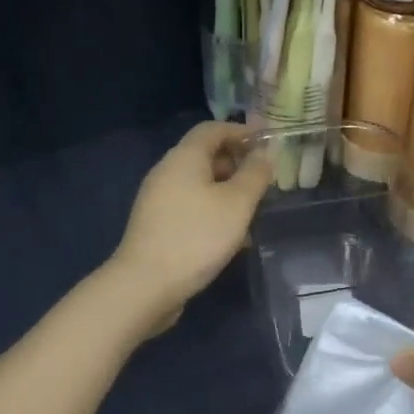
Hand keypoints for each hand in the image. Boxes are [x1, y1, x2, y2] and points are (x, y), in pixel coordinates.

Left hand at [106, 122, 270, 333]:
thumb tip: (266, 152)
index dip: (241, 132)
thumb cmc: (197, 236)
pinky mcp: (157, 226)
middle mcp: (167, 172)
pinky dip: (213, 214)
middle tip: (264, 183)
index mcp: (184, 157)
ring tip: (253, 214)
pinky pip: (191, 209)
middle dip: (237, 165)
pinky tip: (231, 239)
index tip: (267, 145)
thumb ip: (255, 174)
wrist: (146, 284)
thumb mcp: (237, 203)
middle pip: (205, 156)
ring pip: (199, 186)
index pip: (213, 129)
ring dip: (227, 194)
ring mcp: (158, 200)